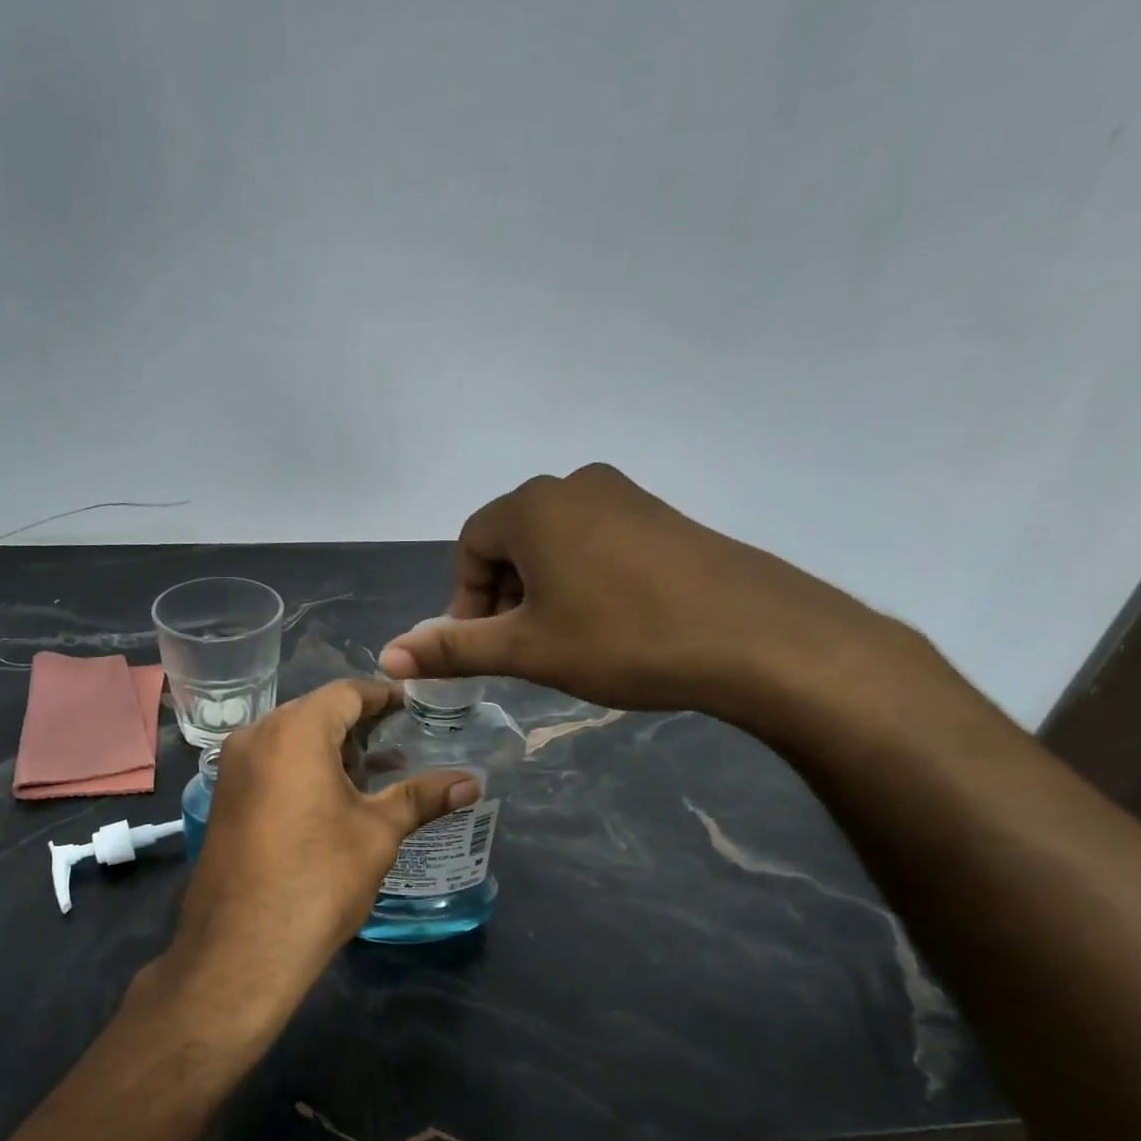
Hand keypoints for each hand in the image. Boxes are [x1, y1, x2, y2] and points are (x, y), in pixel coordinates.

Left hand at [156, 680, 478, 1024]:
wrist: (243, 947)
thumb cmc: (318, 877)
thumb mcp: (377, 833)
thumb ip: (421, 797)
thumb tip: (471, 783)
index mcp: (294, 730)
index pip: (346, 693)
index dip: (383, 698)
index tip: (415, 708)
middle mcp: (255, 736)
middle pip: (315, 713)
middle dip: (358, 726)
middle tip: (400, 743)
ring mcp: (233, 769)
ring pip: (290, 740)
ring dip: (331, 751)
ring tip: (374, 775)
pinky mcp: (225, 799)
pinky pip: (270, 765)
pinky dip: (303, 770)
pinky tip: (332, 800)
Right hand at [379, 464, 929, 731]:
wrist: (753, 636)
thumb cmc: (621, 638)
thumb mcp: (527, 650)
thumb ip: (453, 648)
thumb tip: (387, 655)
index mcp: (532, 507)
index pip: (470, 546)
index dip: (466, 600)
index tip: (485, 647)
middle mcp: (574, 485)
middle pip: (512, 542)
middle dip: (504, 596)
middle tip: (524, 649)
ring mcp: (625, 495)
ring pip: (556, 543)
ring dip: (544, 590)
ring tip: (567, 641)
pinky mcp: (663, 516)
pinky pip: (598, 542)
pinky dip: (584, 579)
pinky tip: (611, 623)